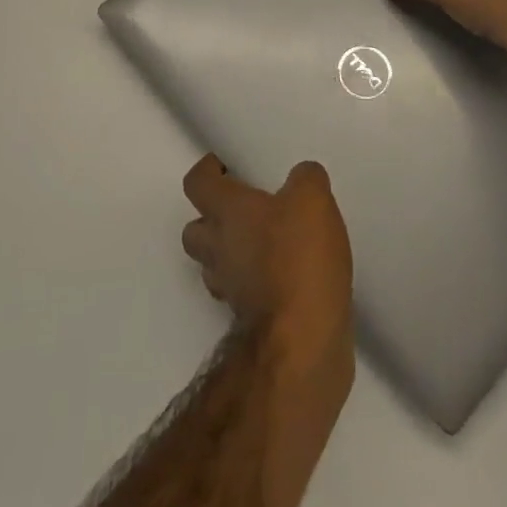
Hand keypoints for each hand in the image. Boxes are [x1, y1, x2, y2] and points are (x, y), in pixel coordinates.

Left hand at [181, 154, 352, 366]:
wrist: (302, 341)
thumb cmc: (298, 257)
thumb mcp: (312, 199)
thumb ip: (305, 179)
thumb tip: (302, 177)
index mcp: (227, 211)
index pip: (196, 183)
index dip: (205, 170)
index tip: (222, 165)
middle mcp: (218, 249)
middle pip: (194, 231)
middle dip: (210, 218)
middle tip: (241, 209)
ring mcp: (229, 290)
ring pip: (213, 265)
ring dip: (229, 254)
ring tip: (262, 244)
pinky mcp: (247, 322)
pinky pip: (240, 293)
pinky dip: (252, 283)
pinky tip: (281, 277)